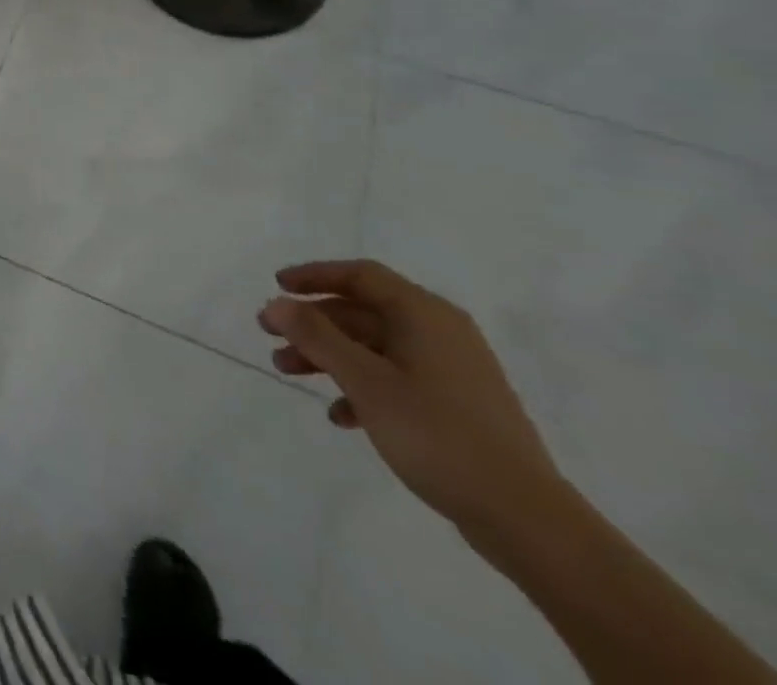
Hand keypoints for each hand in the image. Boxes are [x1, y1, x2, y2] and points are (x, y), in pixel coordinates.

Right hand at [260, 259, 563, 542]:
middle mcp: (440, 333)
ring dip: (328, 355)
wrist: (527, 520)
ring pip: (373, 347)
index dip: (314, 275)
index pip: (360, 275)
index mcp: (424, 315)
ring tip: (288, 372)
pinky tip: (339, 415)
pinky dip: (361, 387)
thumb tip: (277, 302)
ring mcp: (452, 371)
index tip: (277, 286)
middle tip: (269, 334)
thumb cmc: (438, 434)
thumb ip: (316, 336)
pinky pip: (395, 379)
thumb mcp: (365, 380)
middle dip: (312, 322)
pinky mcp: (456, 407)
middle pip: (362, 312)